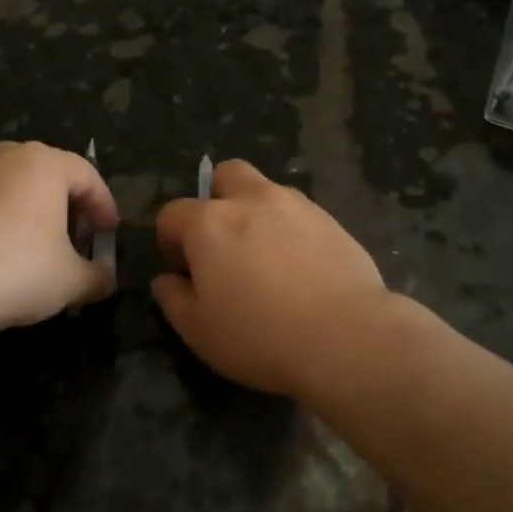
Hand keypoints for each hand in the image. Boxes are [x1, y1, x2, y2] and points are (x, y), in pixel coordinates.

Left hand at [0, 142, 117, 333]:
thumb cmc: (13, 271)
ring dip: (13, 209)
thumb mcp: (70, 282)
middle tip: (67, 238)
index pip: (85, 175)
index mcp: (42, 164)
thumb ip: (96, 277)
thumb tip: (106, 280)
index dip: (103, 204)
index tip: (108, 232)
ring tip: (17, 245)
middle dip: (58, 204)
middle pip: (40, 173)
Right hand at [152, 159, 388, 397]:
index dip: (170, 241)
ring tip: (265, 256)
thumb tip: (167, 280)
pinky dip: (290, 228)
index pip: (173, 214)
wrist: (345, 336)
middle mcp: (251, 200)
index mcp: (209, 223)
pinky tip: (299, 265)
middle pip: (225, 175)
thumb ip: (174, 299)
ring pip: (266, 189)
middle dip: (217, 199)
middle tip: (224, 243)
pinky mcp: (330, 219)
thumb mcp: (199, 331)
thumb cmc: (260, 336)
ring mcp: (295, 204)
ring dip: (256, 211)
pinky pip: (299, 212)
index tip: (184, 272)